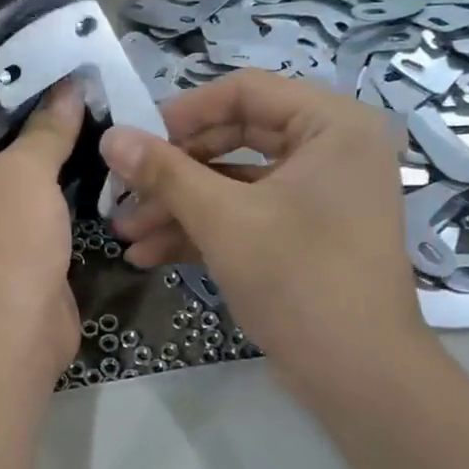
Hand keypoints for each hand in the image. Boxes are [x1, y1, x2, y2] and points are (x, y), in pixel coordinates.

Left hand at [0, 82, 84, 388]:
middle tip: (79, 57)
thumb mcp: (24, 176)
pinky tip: (95, 136)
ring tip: (95, 88)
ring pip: (15, 152)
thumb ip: (47, 126)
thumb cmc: (1, 248)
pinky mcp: (11, 226)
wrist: (7, 342)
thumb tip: (69, 85)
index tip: (40, 31)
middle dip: (32, 92)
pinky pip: (32, 183)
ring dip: (50, 129)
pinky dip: (57, 163)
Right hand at [103, 70, 438, 395]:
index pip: (245, 91)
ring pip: (235, 183)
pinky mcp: (304, 234)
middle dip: (173, 171)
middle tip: (123, 188)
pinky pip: (247, 215)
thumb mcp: (223, 219)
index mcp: (332, 125)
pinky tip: (150, 254)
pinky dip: (203, 231)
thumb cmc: (298, 279)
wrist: (359, 377)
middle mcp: (331, 150)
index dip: (183, 112)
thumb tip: (109, 136)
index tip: (135, 139)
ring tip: (125, 233)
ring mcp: (318, 196)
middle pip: (234, 138)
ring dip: (179, 207)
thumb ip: (164, 171)